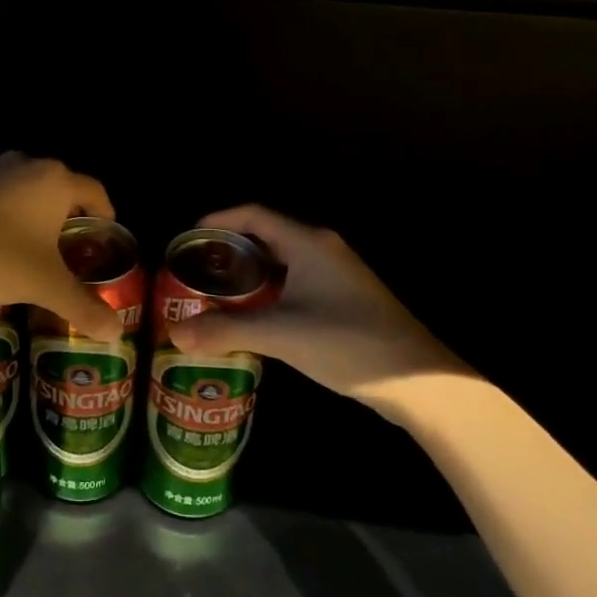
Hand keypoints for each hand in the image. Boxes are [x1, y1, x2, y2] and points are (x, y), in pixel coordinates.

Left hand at [0, 153, 123, 341]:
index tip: (105, 233)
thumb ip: (84, 306)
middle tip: (72, 245)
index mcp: (57, 181)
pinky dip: (5, 212)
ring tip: (35, 244)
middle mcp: (28, 165)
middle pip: (60, 186)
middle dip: (69, 213)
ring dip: (35, 211)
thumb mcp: (46, 286)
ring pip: (26, 188)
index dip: (105, 213)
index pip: (95, 191)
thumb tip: (116, 333)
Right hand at [168, 205, 467, 402]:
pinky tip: (254, 319)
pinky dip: (269, 293)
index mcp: (308, 242)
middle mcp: (322, 248)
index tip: (189, 240)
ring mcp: (337, 274)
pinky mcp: (345, 298)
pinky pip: (296, 282)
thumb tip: (176, 335)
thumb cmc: (347, 343)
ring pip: (281, 262)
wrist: (420, 383)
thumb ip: (227, 330)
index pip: (253, 214)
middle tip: (196, 274)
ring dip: (249, 276)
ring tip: (216, 296)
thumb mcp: (281, 335)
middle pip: (265, 236)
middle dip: (228, 252)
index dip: (218, 220)